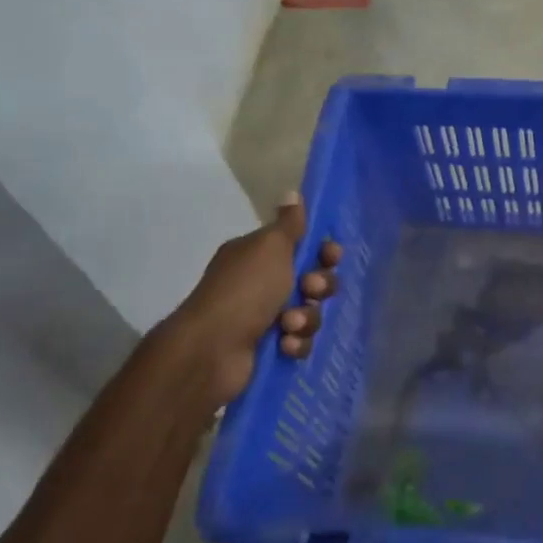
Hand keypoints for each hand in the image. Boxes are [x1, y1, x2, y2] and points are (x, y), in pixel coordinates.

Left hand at [167, 193, 342, 407]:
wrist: (212, 350)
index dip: (323, 252)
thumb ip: (289, 224)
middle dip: (319, 287)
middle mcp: (260, 283)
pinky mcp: (269, 347)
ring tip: (289, 325)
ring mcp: (264, 317)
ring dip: (307, 318)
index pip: (303, 247)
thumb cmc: (245, 290)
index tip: (331, 257)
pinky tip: (284, 345)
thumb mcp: (270, 247)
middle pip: (312, 280)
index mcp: (258, 255)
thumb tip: (292, 193)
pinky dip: (295, 343)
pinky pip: (299, 341)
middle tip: (309, 290)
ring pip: (309, 312)